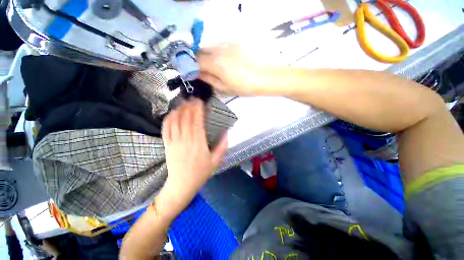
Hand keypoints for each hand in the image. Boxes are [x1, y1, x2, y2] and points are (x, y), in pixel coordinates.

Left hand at [159, 99, 227, 215]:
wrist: (182, 185)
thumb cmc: (201, 173)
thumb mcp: (216, 161)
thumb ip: (222, 146)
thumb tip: (227, 132)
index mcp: (199, 144)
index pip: (198, 122)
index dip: (198, 110)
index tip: (200, 101)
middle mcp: (186, 140)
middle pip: (186, 119)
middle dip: (189, 106)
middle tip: (193, 98)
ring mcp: (174, 142)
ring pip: (175, 121)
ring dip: (179, 109)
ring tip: (184, 102)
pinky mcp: (167, 144)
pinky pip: (166, 129)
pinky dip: (168, 119)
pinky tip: (172, 112)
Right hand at [197, 43, 270, 95]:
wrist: (267, 76)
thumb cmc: (245, 86)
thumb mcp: (225, 88)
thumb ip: (210, 79)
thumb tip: (198, 74)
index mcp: (215, 63)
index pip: (196, 61)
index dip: (192, 67)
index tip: (193, 73)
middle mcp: (219, 49)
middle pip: (201, 50)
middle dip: (198, 59)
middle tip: (203, 69)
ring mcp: (228, 43)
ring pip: (211, 46)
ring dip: (208, 54)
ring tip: (215, 65)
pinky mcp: (237, 41)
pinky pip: (221, 44)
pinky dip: (218, 51)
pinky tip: (226, 60)